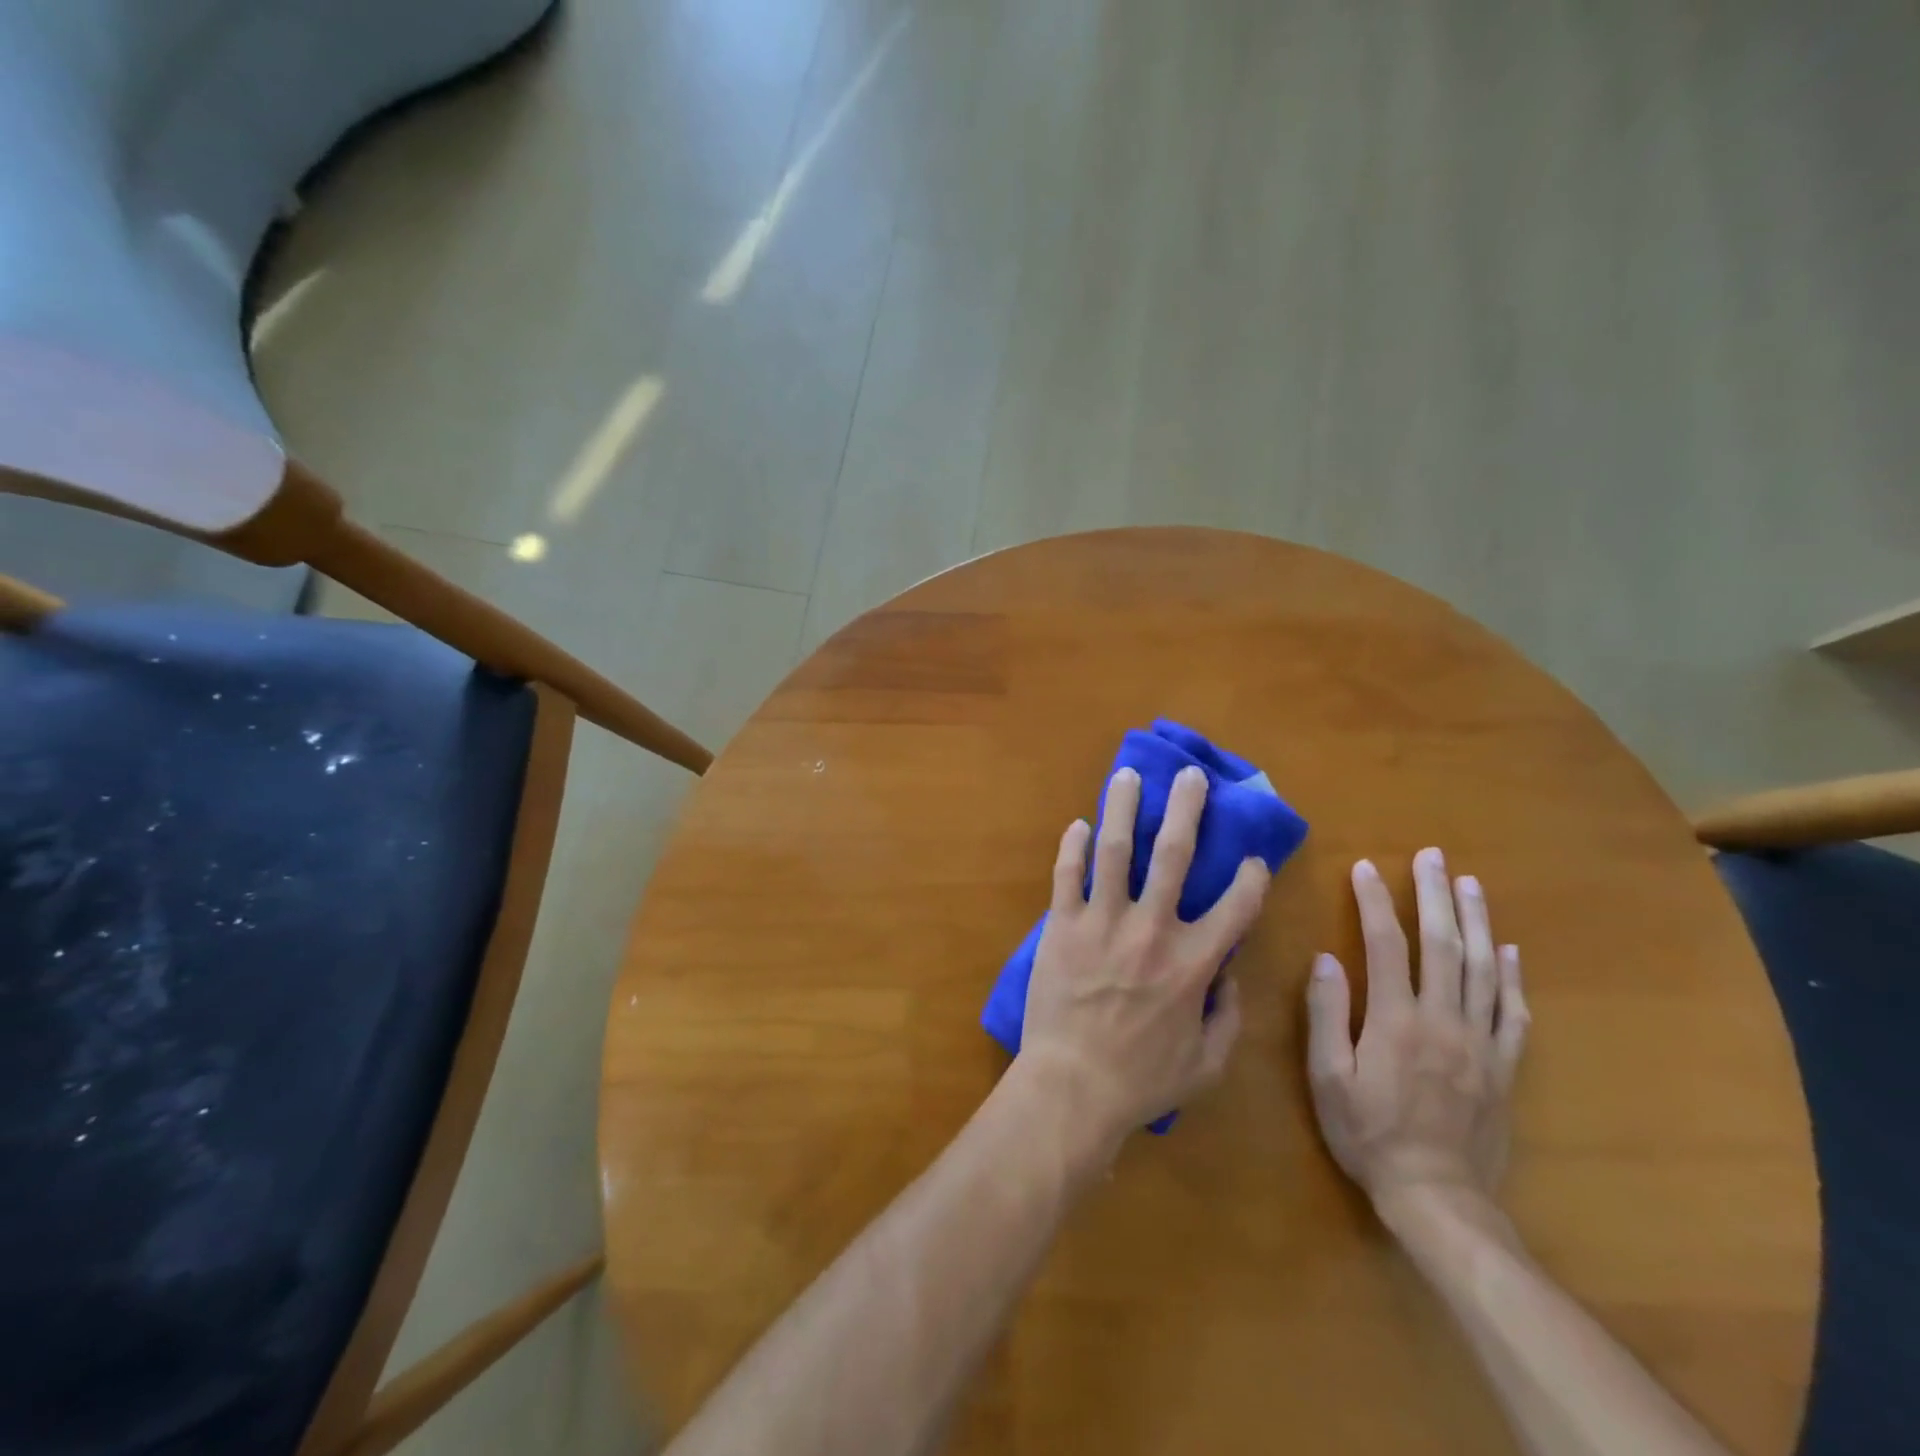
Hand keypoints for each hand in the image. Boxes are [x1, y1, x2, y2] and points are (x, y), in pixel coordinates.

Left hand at [1019, 765, 1271, 1143]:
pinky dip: (1072, 847)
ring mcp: (1102, 922)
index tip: (1253, 858)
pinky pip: (1067, 876)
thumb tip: (1228, 972)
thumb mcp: (1208, 1063)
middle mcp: (1152, 929)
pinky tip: (1078, 824)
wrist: (1073, 1087)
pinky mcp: (1062, 925)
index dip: (1252, 878)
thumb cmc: (1143, 1080)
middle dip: (1186, 809)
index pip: (1237, 906)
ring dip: (1123, 808)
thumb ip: (1229, 1015)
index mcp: (1193, 962)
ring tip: (1128, 776)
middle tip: (1191, 776)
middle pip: (1173, 855)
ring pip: (1115, 851)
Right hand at [1305, 849, 1529, 1210]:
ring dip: (1476, 921)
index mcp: (1396, 1019)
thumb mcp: (1328, 1077)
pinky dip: (1510, 976)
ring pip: (1482, 968)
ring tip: (1470, 884)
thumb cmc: (1369, 1134)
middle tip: (1433, 857)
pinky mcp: (1503, 1066)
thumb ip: (1327, 1015)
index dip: (1373, 902)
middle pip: (1442, 944)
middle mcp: (1443, 1019)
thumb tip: (1325, 959)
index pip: (1385, 944)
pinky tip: (1508, 950)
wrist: (1438, 1197)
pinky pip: (1512, 1012)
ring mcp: (1480, 1041)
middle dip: (1435, 895)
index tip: (1364, 867)